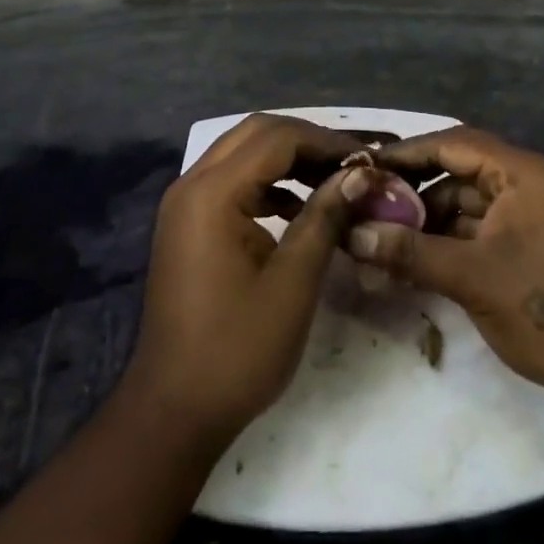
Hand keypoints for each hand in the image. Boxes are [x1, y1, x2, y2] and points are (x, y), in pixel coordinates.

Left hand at [125, 114, 380, 444]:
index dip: (325, 141)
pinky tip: (299, 208)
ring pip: (243, 154)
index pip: (276, 138)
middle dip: (306, 141)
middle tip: (351, 162)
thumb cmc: (237, 349)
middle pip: (255, 134)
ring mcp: (185, 204)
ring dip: (287, 159)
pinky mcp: (189, 224)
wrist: (174, 408)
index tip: (368, 157)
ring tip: (334, 181)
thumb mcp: (293, 283)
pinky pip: (233, 182)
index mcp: (212, 193)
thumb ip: (324, 217)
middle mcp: (192, 184)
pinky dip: (268, 183)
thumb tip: (359, 174)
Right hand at [348, 127, 543, 416]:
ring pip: (459, 206)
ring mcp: (522, 218)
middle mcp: (521, 184)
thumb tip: (351, 234)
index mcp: (518, 173)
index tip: (362, 165)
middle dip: (410, 191)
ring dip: (422, 221)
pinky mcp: (520, 248)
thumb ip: (410, 251)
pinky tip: (406, 261)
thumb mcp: (472, 277)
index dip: (405, 153)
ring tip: (376, 238)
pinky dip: (441, 243)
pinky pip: (471, 233)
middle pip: (453, 173)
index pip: (451, 143)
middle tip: (363, 206)